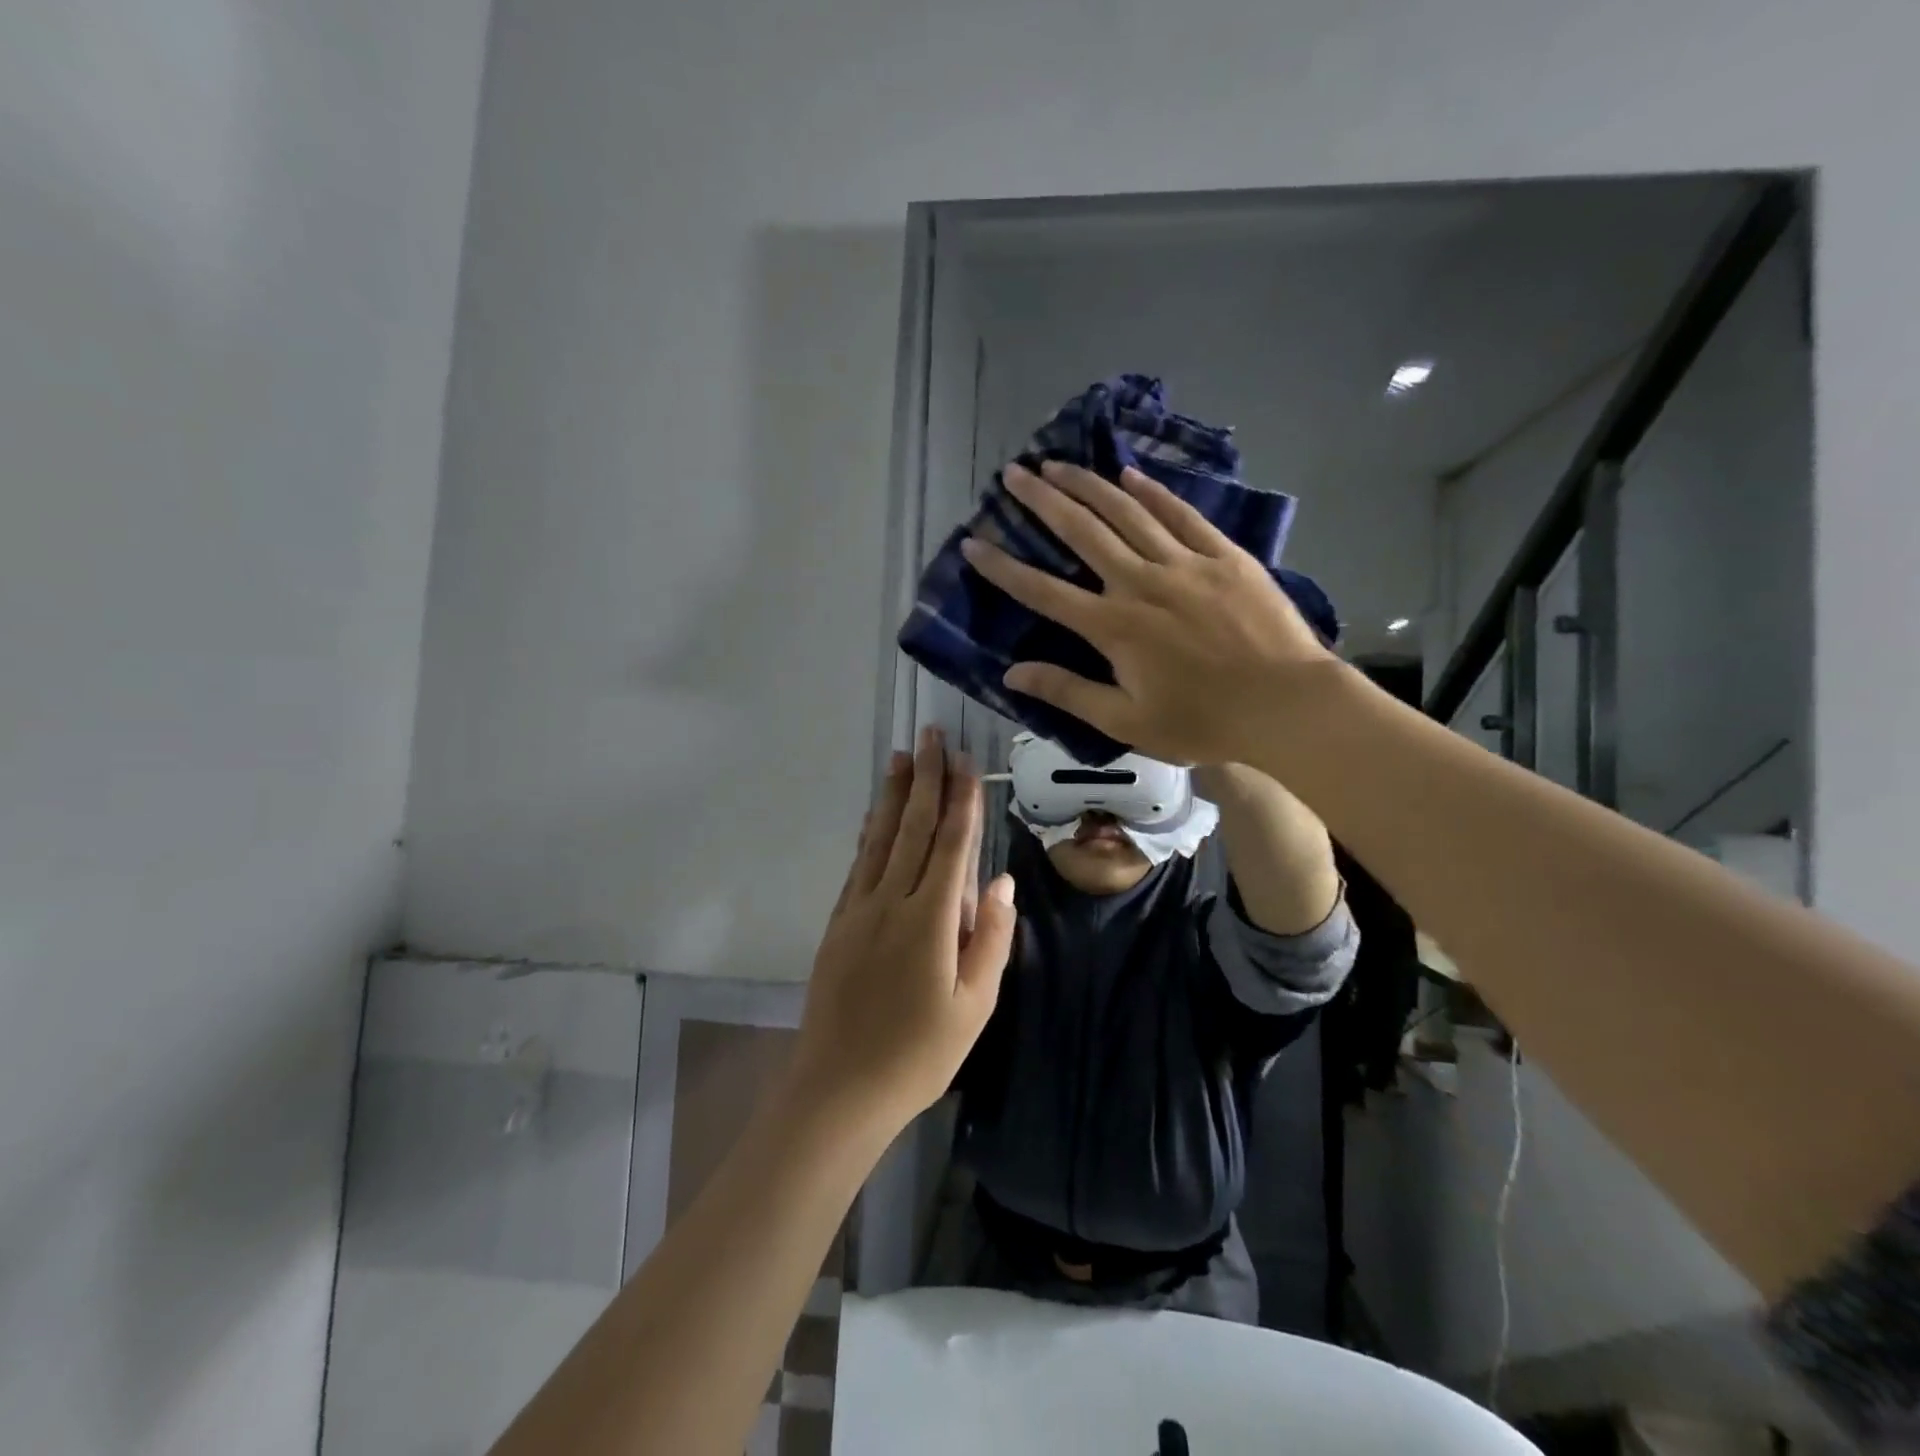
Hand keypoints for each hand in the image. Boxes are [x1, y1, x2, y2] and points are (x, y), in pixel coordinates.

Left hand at [788, 728, 1015, 1134]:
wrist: (838, 1088)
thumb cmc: (918, 1055)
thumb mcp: (974, 1007)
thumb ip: (990, 939)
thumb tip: (1001, 881)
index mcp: (929, 920)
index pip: (950, 846)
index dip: (960, 801)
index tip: (964, 761)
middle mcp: (890, 902)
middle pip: (912, 829)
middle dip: (925, 779)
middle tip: (929, 736)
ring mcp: (858, 910)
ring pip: (879, 839)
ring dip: (892, 796)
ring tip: (899, 758)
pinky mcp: (838, 924)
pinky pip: (858, 865)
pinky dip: (869, 833)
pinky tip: (874, 817)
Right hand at [960, 461, 1341, 765]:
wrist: (1287, 705)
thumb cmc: (1203, 722)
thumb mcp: (1127, 721)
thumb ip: (1069, 692)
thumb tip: (1012, 672)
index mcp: (1114, 627)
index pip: (1044, 591)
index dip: (1004, 568)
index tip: (974, 544)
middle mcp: (1141, 582)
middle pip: (1082, 532)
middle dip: (1042, 501)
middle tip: (1014, 474)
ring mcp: (1185, 562)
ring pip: (1127, 512)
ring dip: (1088, 485)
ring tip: (1058, 463)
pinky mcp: (1223, 555)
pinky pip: (1181, 514)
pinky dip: (1152, 491)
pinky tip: (1130, 474)